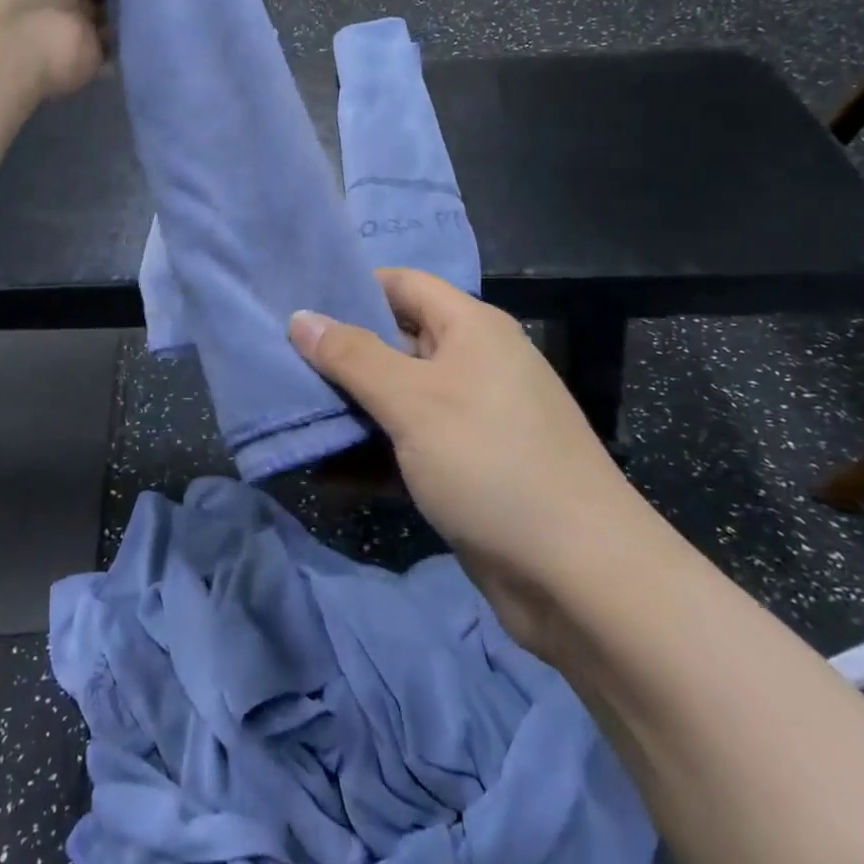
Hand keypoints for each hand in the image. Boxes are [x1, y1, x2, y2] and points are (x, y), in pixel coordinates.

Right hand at [289, 270, 632, 646]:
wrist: (582, 579)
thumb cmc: (492, 463)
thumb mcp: (413, 402)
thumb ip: (353, 357)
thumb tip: (300, 317)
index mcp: (471, 327)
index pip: (402, 284)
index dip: (352, 289)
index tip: (298, 307)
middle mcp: (473, 362)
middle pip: (396, 340)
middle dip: (341, 353)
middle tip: (281, 361)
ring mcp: (471, 418)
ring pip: (398, 397)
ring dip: (351, 408)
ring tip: (290, 411)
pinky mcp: (467, 468)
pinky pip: (409, 445)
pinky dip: (373, 453)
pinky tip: (323, 470)